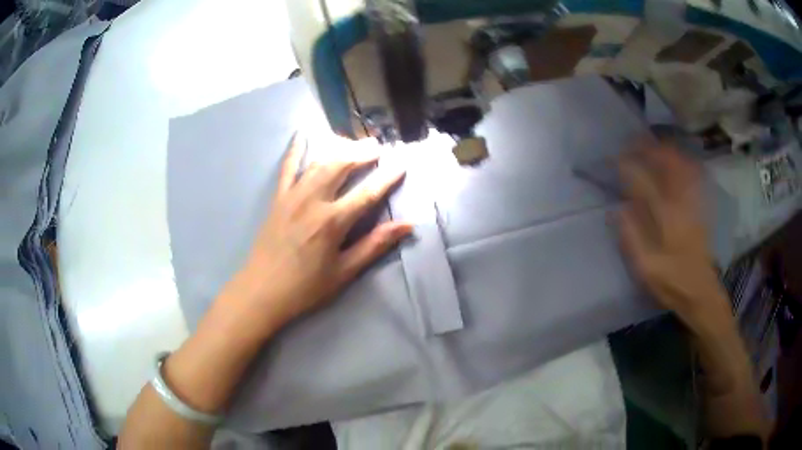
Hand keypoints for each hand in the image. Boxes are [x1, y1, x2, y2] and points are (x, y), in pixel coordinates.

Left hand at [236, 133, 412, 329]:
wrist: (262, 291)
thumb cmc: (305, 287)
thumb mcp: (344, 272)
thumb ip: (374, 245)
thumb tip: (407, 225)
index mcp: (332, 222)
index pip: (367, 193)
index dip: (387, 177)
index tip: (402, 163)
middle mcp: (312, 201)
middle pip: (341, 166)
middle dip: (362, 153)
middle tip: (378, 147)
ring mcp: (292, 196)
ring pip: (319, 163)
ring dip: (339, 149)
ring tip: (354, 144)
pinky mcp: (277, 199)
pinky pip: (287, 168)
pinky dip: (295, 150)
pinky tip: (301, 136)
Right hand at [617, 141, 729, 326]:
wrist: (702, 294)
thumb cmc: (673, 284)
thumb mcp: (647, 269)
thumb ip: (632, 238)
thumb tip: (617, 210)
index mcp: (666, 217)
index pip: (644, 181)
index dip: (628, 166)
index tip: (614, 158)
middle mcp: (681, 203)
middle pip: (667, 164)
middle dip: (649, 149)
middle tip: (633, 142)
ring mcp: (693, 204)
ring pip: (682, 166)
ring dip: (667, 151)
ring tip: (653, 145)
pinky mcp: (700, 209)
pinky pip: (693, 177)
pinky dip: (684, 163)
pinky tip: (678, 161)